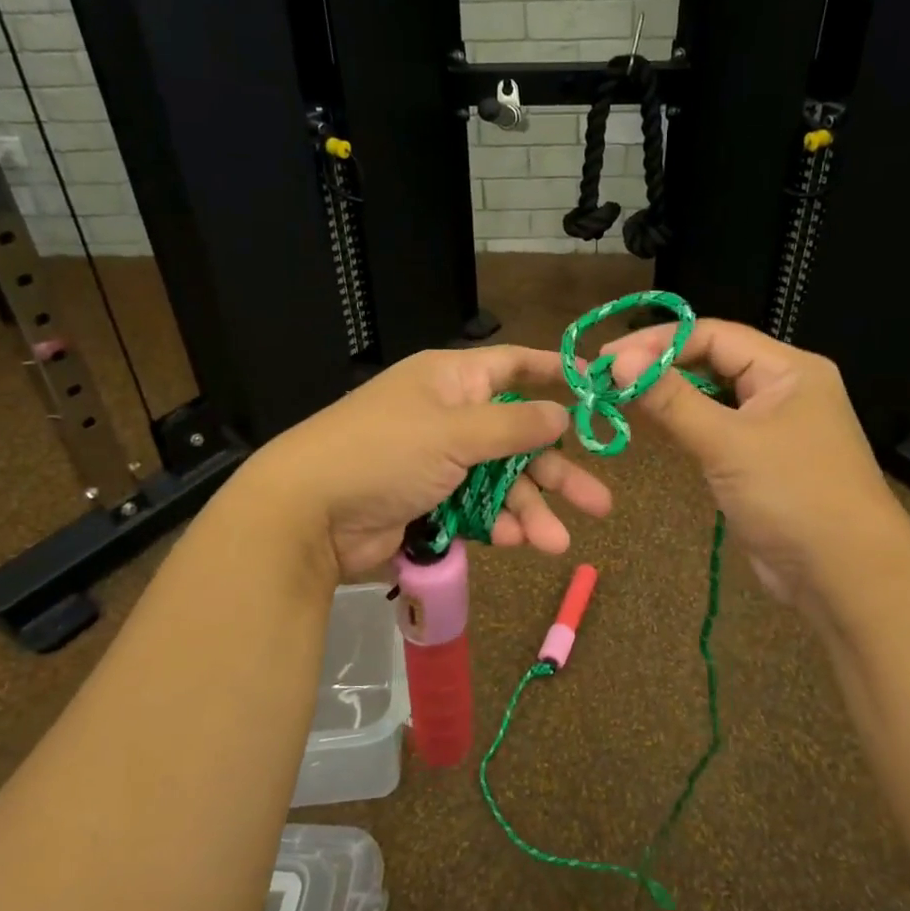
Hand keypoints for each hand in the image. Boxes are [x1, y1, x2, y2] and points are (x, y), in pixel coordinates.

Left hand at [239, 346, 613, 577]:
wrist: (308, 514)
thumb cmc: (385, 452)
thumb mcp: (454, 432)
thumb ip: (513, 425)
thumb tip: (561, 413)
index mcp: (451, 381)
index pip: (512, 366)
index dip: (553, 374)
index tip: (596, 387)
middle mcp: (449, 417)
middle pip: (518, 438)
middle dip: (556, 472)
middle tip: (600, 502)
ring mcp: (439, 464)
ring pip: (501, 483)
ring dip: (530, 511)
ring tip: (558, 543)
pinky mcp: (430, 504)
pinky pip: (477, 510)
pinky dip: (497, 525)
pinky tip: (517, 542)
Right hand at [605, 319, 908, 603]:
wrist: (847, 577)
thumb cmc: (793, 497)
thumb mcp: (727, 443)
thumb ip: (671, 400)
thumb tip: (617, 361)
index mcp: (789, 368)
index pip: (713, 335)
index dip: (658, 342)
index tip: (607, 358)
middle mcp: (783, 388)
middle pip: (712, 361)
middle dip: (661, 366)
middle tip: (606, 377)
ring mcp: (773, 426)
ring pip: (712, 397)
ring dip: (669, 396)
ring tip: (619, 397)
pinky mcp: (761, 461)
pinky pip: (716, 430)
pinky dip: (684, 425)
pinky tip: (652, 426)